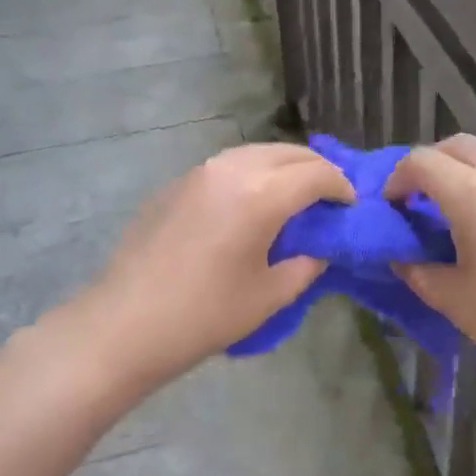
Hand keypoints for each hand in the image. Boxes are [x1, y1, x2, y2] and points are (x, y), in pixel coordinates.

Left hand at [69, 143, 353, 390]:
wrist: (125, 323)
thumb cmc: (204, 315)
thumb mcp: (269, 296)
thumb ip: (306, 265)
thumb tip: (320, 247)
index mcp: (262, 194)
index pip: (317, 174)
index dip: (342, 187)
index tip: (350, 206)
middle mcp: (234, 168)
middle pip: (290, 153)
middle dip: (317, 169)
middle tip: (330, 196)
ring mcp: (201, 170)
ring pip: (258, 152)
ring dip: (284, 166)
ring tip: (294, 194)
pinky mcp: (179, 181)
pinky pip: (229, 164)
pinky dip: (253, 172)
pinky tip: (251, 201)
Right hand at [386, 135, 475, 399]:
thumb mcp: (455, 300)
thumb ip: (419, 271)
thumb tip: (403, 257)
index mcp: (473, 192)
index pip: (421, 162)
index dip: (398, 179)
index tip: (394, 206)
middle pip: (459, 145)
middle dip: (434, 164)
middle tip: (424, 199)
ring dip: (472, 172)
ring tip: (468, 210)